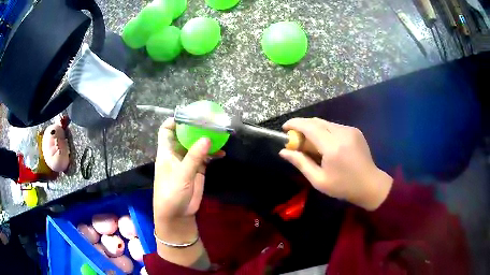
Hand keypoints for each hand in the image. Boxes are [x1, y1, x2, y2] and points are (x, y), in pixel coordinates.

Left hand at [153, 118, 221, 242]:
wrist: (177, 215)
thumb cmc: (172, 194)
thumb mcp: (182, 175)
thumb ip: (194, 157)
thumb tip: (207, 138)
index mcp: (167, 152)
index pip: (167, 130)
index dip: (175, 121)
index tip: (190, 115)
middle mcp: (176, 154)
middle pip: (184, 135)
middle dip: (195, 128)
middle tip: (210, 121)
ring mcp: (187, 162)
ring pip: (196, 145)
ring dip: (206, 140)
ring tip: (220, 134)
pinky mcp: (197, 170)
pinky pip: (205, 157)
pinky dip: (213, 153)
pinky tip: (222, 152)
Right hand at [279, 118, 392, 210]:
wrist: (370, 185)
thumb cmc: (343, 186)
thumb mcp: (319, 180)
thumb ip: (301, 163)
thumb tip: (283, 151)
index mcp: (333, 147)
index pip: (309, 127)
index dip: (295, 124)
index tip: (284, 128)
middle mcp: (342, 133)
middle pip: (317, 121)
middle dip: (303, 126)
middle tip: (295, 138)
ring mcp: (350, 130)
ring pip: (326, 123)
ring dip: (314, 129)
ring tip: (310, 144)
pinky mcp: (355, 131)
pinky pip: (335, 127)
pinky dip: (325, 132)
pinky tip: (325, 145)